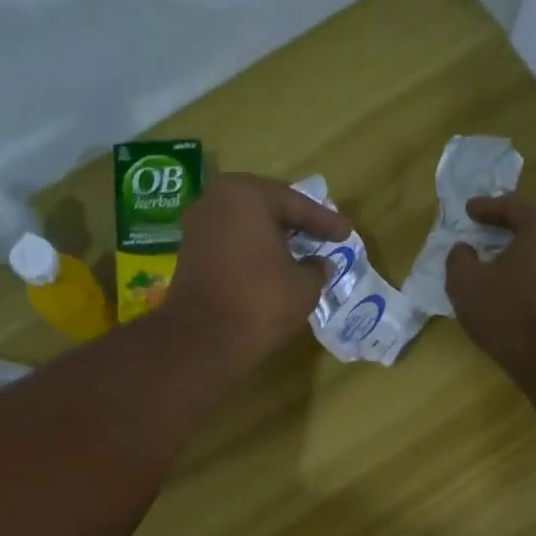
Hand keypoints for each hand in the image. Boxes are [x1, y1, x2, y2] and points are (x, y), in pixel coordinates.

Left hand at [159, 173, 349, 368]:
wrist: (205, 340)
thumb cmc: (260, 302)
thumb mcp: (304, 286)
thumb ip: (317, 269)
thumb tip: (318, 264)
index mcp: (246, 195)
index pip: (295, 203)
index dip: (325, 221)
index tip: (346, 232)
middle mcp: (216, 200)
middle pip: (267, 207)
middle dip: (295, 222)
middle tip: (322, 234)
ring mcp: (198, 227)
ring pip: (247, 226)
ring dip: (273, 238)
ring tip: (300, 251)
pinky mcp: (190, 254)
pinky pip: (232, 244)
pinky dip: (253, 252)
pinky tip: (272, 266)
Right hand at [445, 193, 535, 375]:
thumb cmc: (506, 311)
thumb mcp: (465, 282)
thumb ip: (458, 258)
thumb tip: (464, 250)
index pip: (510, 205)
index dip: (485, 207)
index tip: (467, 210)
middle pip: (530, 222)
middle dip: (504, 225)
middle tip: (482, 227)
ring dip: (516, 248)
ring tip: (493, 255)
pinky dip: (526, 266)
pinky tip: (509, 278)